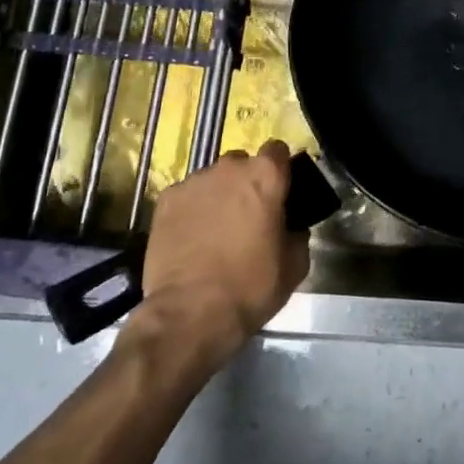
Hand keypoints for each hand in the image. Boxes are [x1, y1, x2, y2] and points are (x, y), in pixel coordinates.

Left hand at [134, 139, 306, 365]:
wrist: (191, 313)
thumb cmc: (251, 287)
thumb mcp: (294, 266)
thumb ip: (297, 235)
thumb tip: (291, 229)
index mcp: (265, 176)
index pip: (277, 150)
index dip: (279, 170)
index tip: (279, 191)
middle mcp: (229, 168)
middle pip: (242, 163)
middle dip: (246, 183)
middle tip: (248, 215)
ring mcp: (194, 181)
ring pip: (212, 179)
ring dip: (218, 196)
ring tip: (215, 230)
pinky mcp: (166, 200)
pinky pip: (186, 196)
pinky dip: (191, 210)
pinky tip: (191, 238)